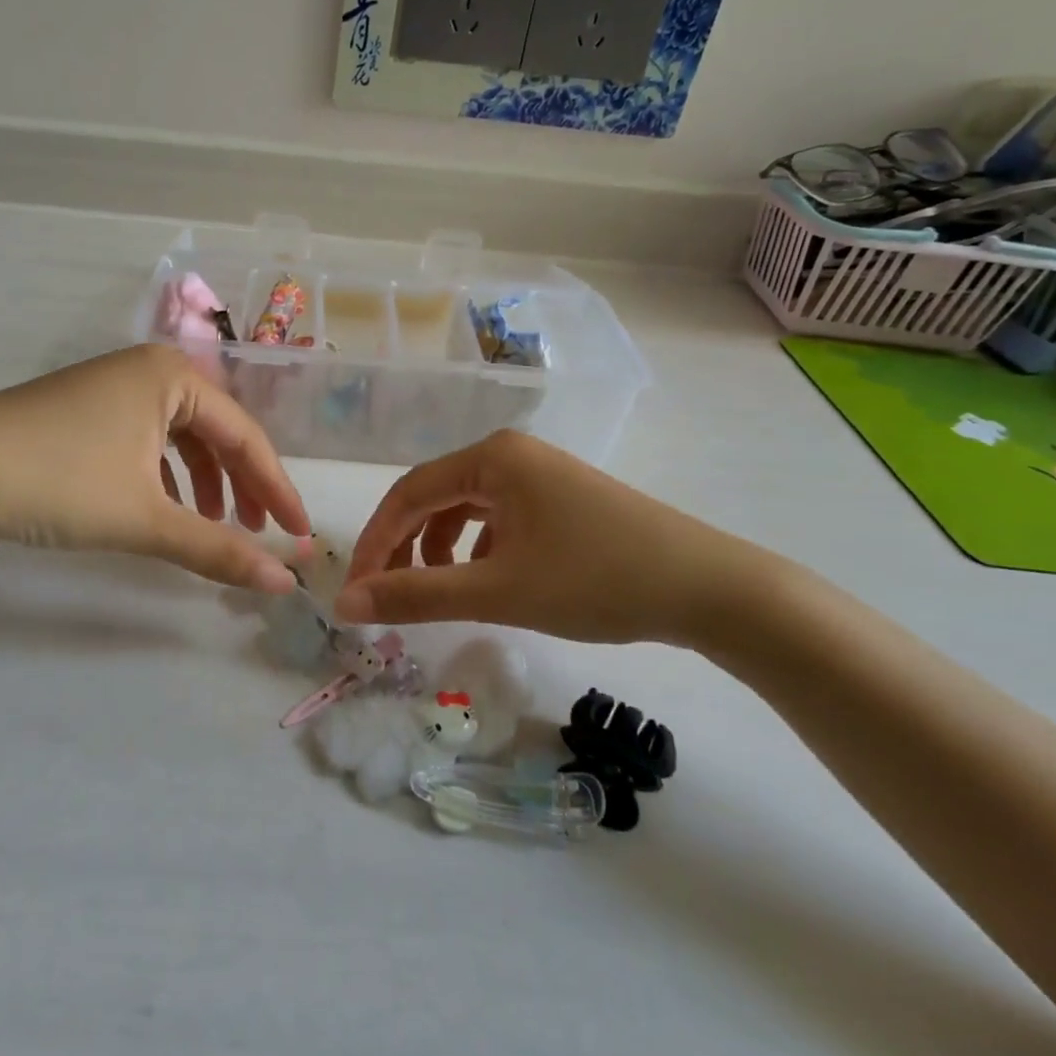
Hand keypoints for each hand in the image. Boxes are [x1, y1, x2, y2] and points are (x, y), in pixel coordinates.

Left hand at [0, 345, 308, 590]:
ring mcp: (114, 386)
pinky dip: (166, 476)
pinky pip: (148, 439)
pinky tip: (165, 508)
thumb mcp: (145, 518)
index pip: (246, 437)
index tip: (299, 536)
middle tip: (260, 534)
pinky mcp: (87, 409)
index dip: (277, 490)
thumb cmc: (62, 483)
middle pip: (216, 434)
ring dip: (205, 483)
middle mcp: (148, 370)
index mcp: (172, 377)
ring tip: (213, 526)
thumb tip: (283, 586)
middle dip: (242, 486)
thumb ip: (218, 551)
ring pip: (181, 438)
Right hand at [336, 430, 776, 648]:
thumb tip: (345, 603)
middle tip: (387, 597)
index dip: (375, 544)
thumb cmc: (596, 580)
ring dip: (440, 549)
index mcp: (491, 457)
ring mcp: (540, 473)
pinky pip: (499, 516)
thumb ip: (416, 596)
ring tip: (438, 592)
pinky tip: (488, 580)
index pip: (408, 495)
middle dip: (406, 548)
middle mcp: (511, 453)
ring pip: (466, 508)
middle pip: (435, 497)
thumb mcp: (497, 591)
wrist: (709, 588)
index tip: (356, 592)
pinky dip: (478, 548)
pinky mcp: (562, 498)